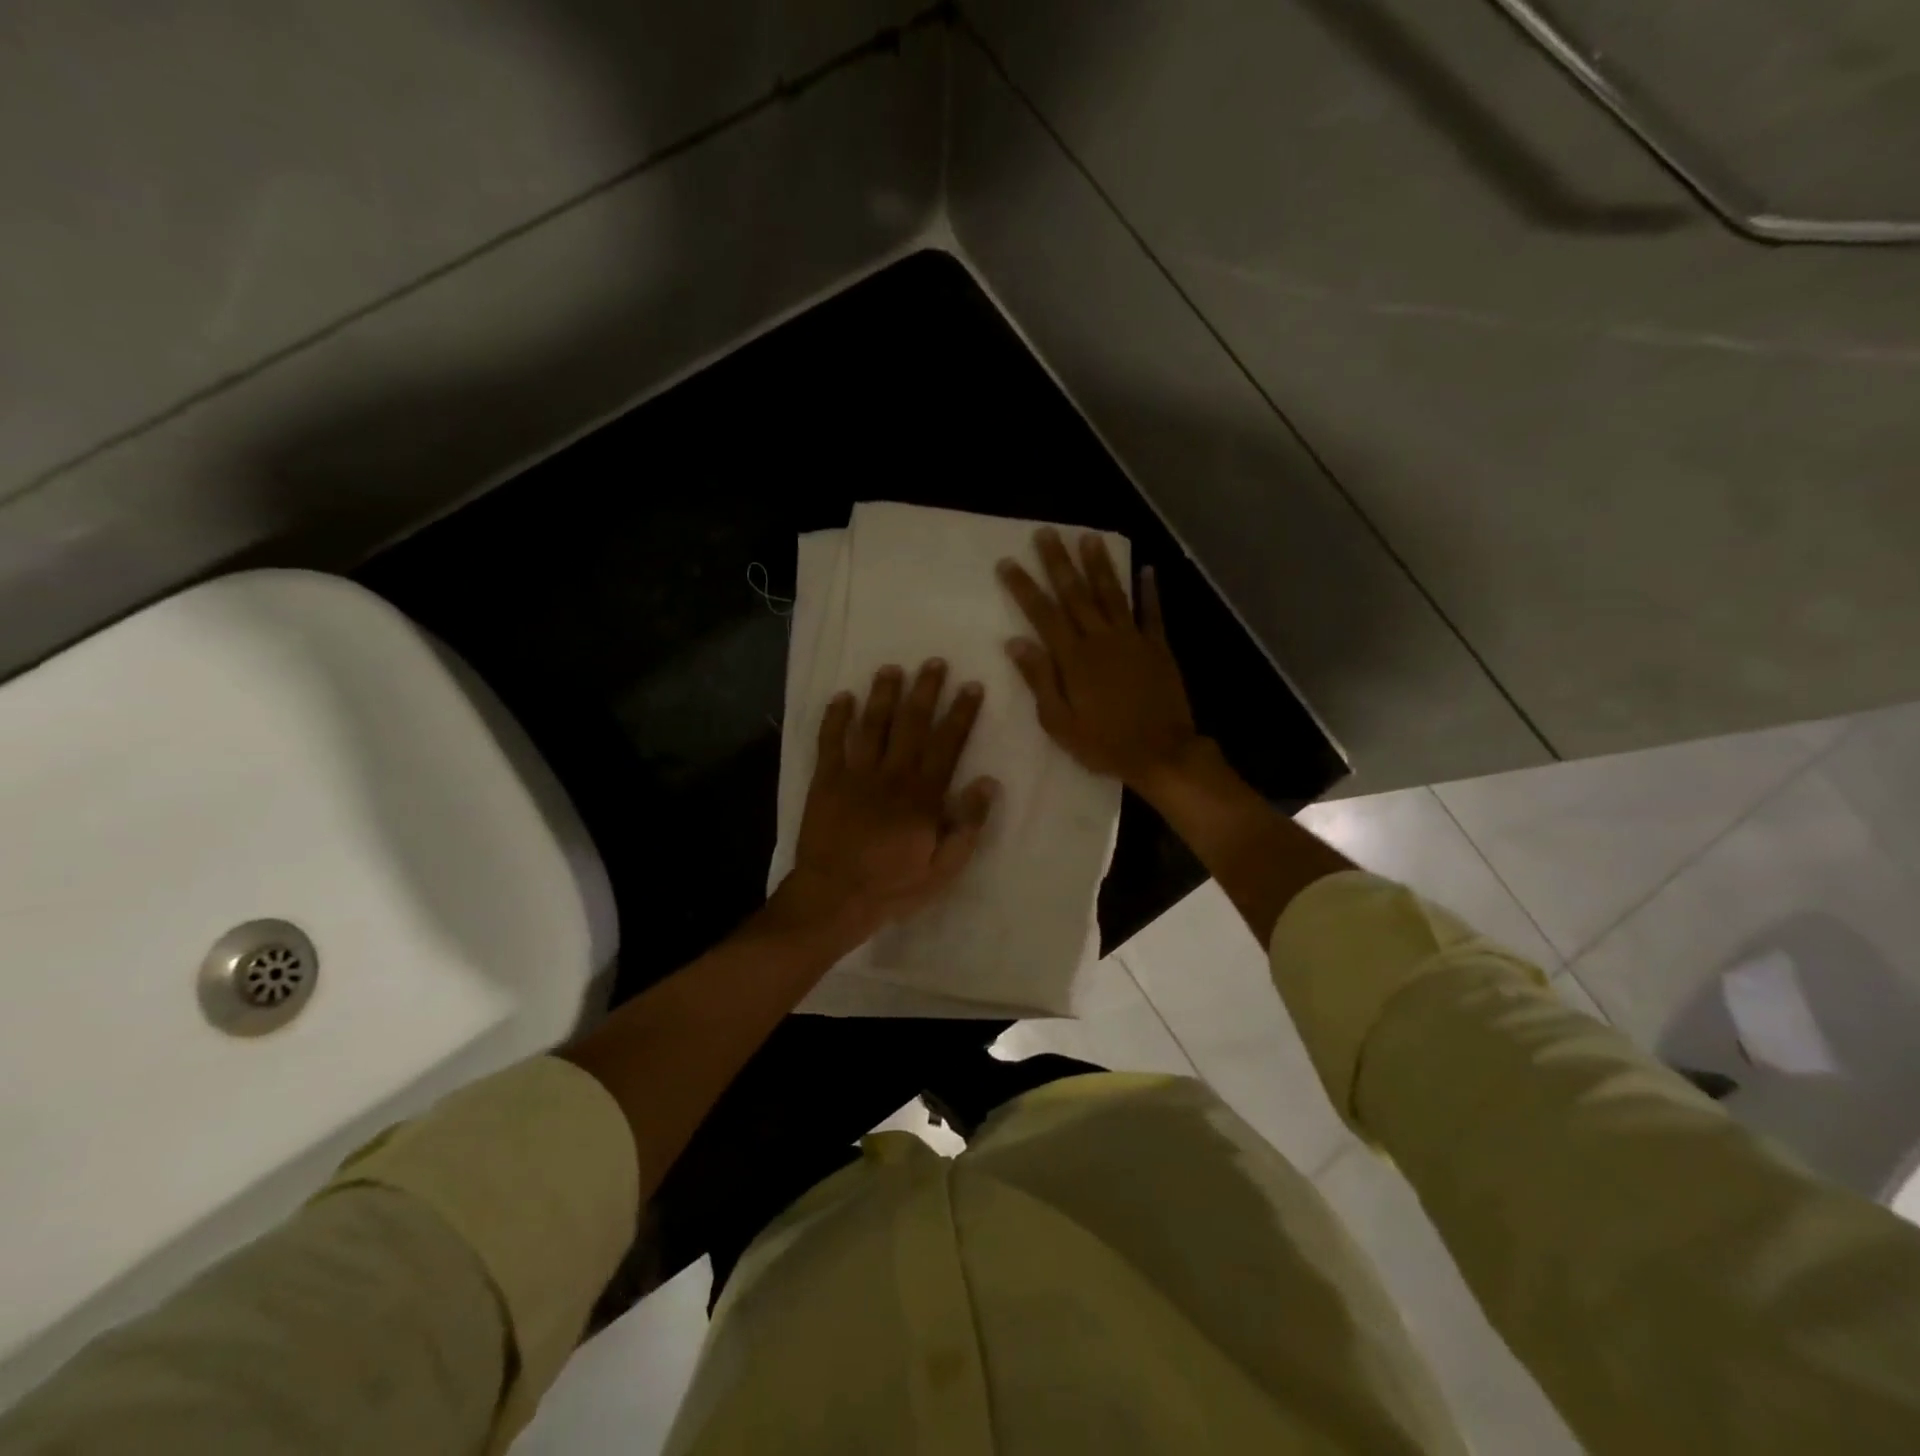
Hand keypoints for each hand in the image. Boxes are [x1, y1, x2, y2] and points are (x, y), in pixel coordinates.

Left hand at [774, 660, 997, 945]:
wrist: (835, 897)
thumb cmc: (893, 886)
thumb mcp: (944, 868)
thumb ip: (968, 825)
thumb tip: (987, 782)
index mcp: (923, 795)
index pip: (948, 744)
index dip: (962, 713)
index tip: (972, 686)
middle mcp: (892, 774)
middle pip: (912, 724)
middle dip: (926, 690)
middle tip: (934, 662)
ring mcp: (856, 774)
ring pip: (873, 725)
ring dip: (883, 694)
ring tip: (892, 668)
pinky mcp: (825, 780)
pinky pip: (830, 741)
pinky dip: (835, 718)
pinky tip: (842, 697)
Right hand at [998, 528, 1200, 792]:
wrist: (1161, 753)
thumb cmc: (1104, 744)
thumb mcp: (1059, 722)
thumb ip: (1039, 680)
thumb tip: (1015, 643)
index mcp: (1074, 658)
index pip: (1043, 614)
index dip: (1024, 587)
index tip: (1008, 562)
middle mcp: (1101, 639)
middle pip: (1076, 594)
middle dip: (1058, 562)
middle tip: (1046, 532)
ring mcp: (1133, 640)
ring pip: (1112, 594)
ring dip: (1099, 565)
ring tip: (1089, 537)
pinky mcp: (1158, 648)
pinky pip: (1152, 613)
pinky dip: (1150, 590)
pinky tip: (1146, 568)